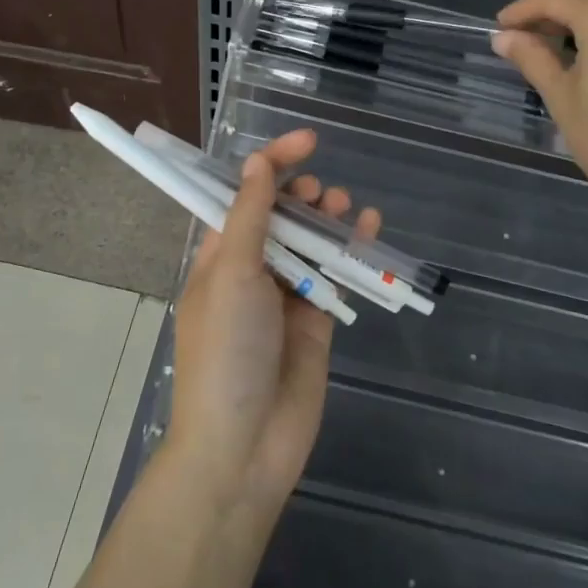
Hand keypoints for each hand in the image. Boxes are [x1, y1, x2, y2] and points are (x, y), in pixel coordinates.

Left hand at [168, 130, 380, 514]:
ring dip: (328, 220)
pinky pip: (335, 276)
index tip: (306, 142)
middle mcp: (250, 272)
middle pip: (280, 218)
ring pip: (311, 244)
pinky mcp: (316, 322)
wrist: (244, 445)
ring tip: (344, 207)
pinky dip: (352, 251)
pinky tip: (369, 229)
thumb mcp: (231, 275)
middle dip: (300, 195)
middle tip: (320, 195)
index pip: (243, 197)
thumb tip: (256, 163)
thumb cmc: (226, 351)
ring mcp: (285, 298)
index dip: (271, 164)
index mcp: (219, 257)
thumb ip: (250, 218)